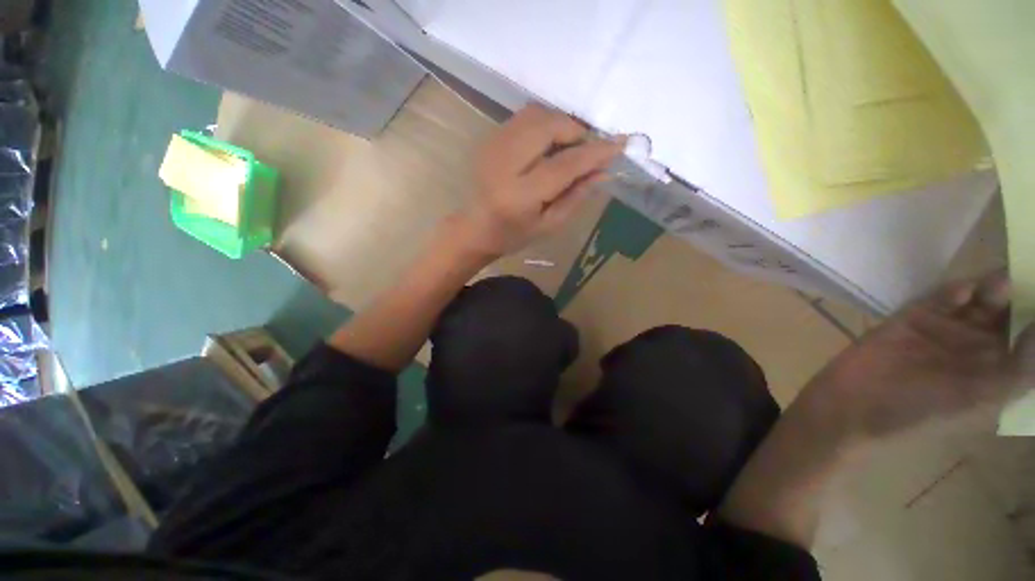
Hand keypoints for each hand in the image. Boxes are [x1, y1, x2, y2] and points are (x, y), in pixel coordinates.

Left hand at [454, 104, 624, 257]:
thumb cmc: (513, 234)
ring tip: (567, 146)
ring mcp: (493, 146)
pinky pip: (524, 117)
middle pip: (548, 126)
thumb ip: (576, 197)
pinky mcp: (489, 138)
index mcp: (520, 195)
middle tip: (586, 149)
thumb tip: (603, 171)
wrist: (474, 227)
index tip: (620, 144)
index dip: (594, 152)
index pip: (564, 165)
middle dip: (576, 131)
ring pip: (536, 114)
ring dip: (560, 124)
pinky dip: (544, 124)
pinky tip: (548, 144)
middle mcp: (504, 163)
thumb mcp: (549, 225)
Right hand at [805, 273, 1034, 438]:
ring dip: (992, 288)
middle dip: (1021, 295)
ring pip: (978, 301)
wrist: (854, 403)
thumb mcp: (983, 400)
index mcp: (997, 373)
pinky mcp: (913, 318)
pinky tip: (962, 291)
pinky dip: (954, 291)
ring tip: (1000, 281)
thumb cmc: (922, 412)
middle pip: (1008, 313)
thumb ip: (1022, 369)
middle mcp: (976, 349)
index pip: (1029, 339)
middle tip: (1027, 274)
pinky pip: (940, 299)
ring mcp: (944, 332)